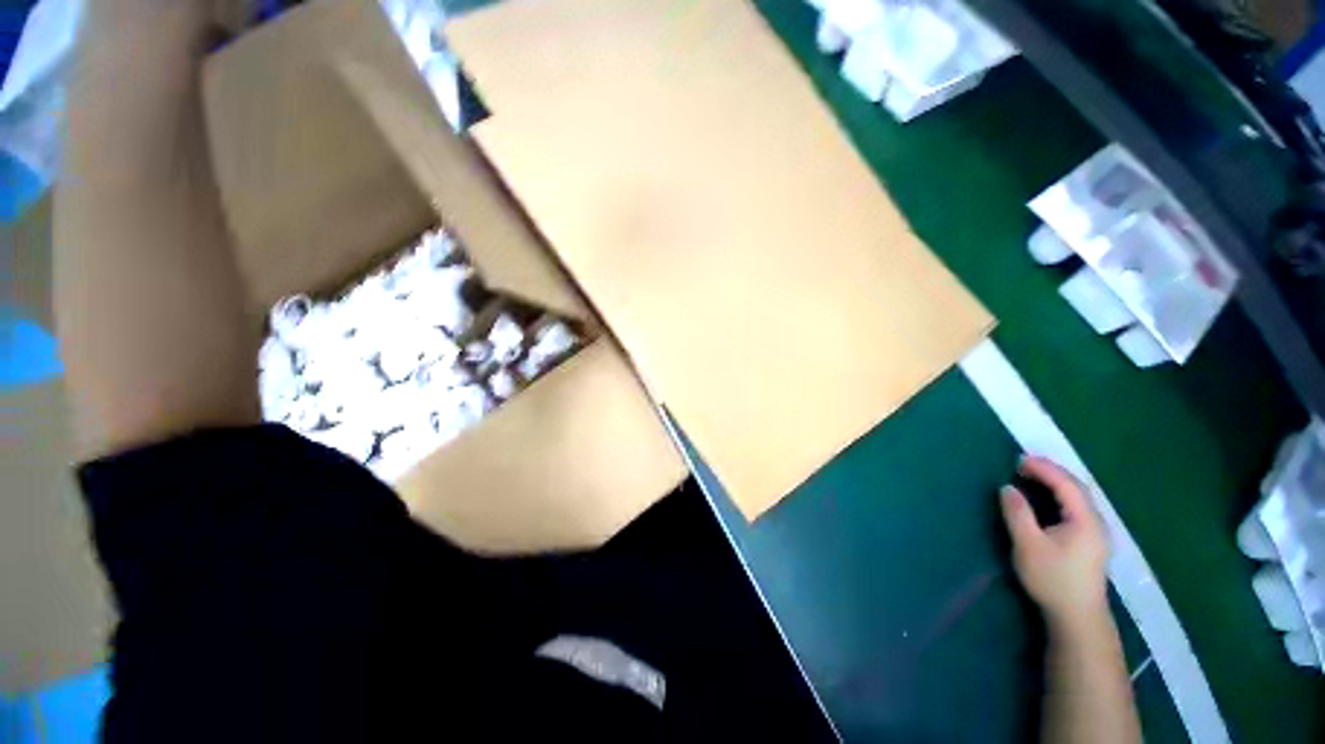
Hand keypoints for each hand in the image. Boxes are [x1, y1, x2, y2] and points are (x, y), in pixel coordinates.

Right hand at [1000, 456, 1109, 629]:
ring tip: (1033, 476)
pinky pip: (1077, 508)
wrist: (1078, 617)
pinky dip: (1061, 495)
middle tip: (1023, 464)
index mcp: (1085, 520)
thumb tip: (1008, 488)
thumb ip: (1018, 513)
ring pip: (1079, 498)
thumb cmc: (1052, 579)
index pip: (1066, 484)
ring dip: (1057, 483)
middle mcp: (1096, 522)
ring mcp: (1097, 533)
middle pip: (1077, 488)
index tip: (1019, 459)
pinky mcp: (1091, 542)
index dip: (1044, 469)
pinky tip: (1048, 499)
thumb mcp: (1028, 545)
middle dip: (1051, 472)